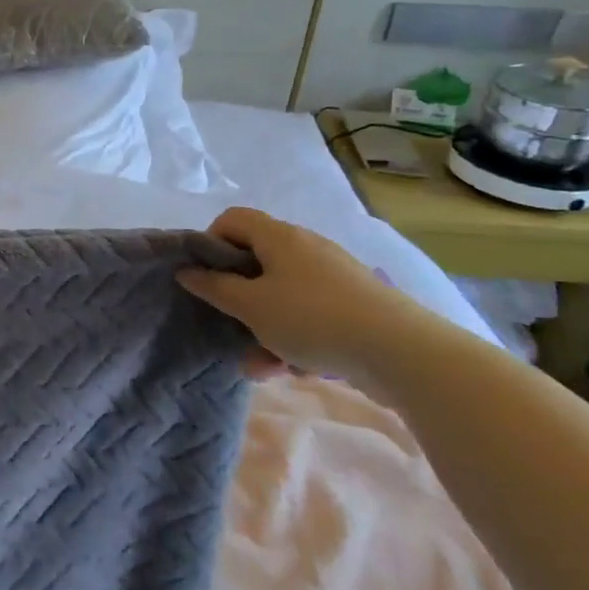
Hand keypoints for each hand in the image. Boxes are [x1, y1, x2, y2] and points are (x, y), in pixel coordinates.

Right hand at [177, 206, 427, 379]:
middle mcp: (306, 249)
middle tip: (226, 322)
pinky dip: (293, 339)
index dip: (210, 243)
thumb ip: (214, 287)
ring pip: (281, 296)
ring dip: (263, 328)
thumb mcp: (250, 306)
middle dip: (237, 297)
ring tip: (257, 364)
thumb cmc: (311, 318)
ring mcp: (332, 278)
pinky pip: (308, 316)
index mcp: (279, 237)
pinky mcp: (352, 306)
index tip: (205, 277)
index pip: (232, 220)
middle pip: (256, 262)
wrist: (401, 352)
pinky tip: (289, 370)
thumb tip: (187, 270)